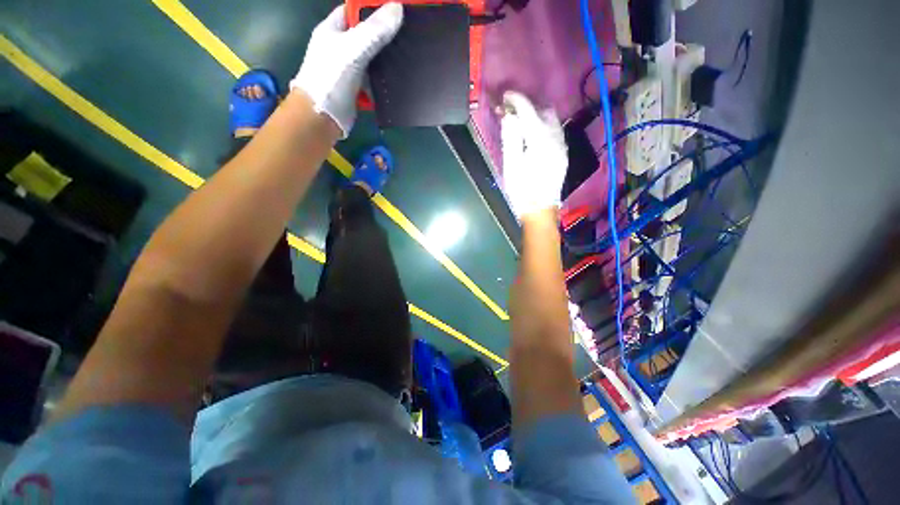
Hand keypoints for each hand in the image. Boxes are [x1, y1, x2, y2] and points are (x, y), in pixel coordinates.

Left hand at [290, 3, 403, 137]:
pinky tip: (396, 81)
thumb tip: (398, 8)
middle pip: (365, 35)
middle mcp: (340, 47)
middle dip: (383, 36)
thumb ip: (374, 30)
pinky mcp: (356, 89)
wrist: (323, 117)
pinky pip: (373, 80)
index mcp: (333, 29)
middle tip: (406, 36)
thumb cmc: (331, 77)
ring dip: (386, 62)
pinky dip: (383, 81)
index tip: (395, 11)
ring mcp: (348, 70)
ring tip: (406, 58)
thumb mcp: (353, 49)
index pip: (354, 9)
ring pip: (371, 60)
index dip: (372, 7)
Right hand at [500, 91, 567, 219]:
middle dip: (527, 106)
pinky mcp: (562, 154)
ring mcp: (561, 147)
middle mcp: (556, 139)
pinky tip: (533, 133)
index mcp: (541, 141)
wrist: (540, 211)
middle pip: (544, 111)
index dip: (516, 100)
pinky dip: (543, 125)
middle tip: (511, 110)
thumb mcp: (511, 166)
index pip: (529, 111)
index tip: (504, 96)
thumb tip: (509, 117)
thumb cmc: (522, 191)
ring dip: (536, 114)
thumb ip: (511, 138)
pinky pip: (555, 131)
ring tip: (520, 120)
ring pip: (552, 120)